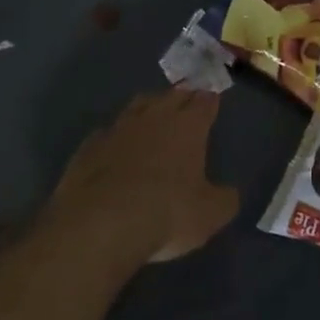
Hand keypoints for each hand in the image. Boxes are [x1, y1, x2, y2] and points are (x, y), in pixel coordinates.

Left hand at [51, 90, 239, 263]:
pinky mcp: (89, 146)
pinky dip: (116, 136)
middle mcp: (154, 117)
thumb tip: (230, 193)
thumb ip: (224, 200)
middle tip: (188, 102)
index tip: (213, 100)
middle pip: (172, 95)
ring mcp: (118, 128)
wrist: (99, 224)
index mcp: (188, 126)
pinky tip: (116, 147)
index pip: (205, 101)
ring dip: (148, 108)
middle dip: (182, 97)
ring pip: (138, 106)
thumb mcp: (209, 215)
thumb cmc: (166, 213)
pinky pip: (108, 132)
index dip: (211, 100)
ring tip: (153, 115)